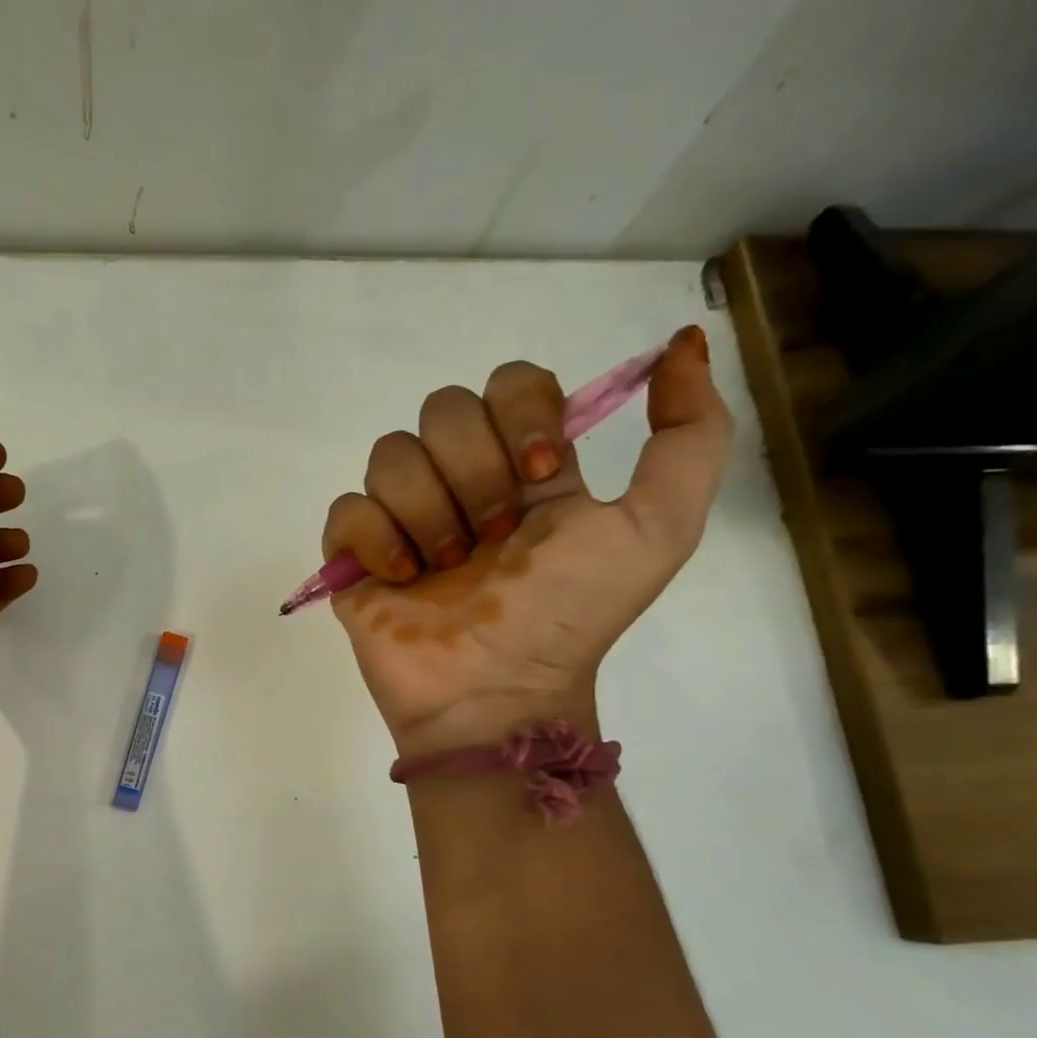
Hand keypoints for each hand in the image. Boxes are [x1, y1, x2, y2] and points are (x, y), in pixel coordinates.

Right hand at [323, 326, 730, 755]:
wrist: (496, 692)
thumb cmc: (569, 615)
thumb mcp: (657, 528)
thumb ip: (690, 436)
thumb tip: (680, 346)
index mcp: (523, 467)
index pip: (510, 383)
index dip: (522, 414)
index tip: (541, 475)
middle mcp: (460, 481)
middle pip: (444, 409)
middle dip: (473, 472)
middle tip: (493, 537)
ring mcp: (403, 517)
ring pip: (390, 454)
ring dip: (427, 512)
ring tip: (445, 569)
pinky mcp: (355, 554)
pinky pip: (346, 509)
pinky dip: (376, 540)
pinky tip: (401, 580)